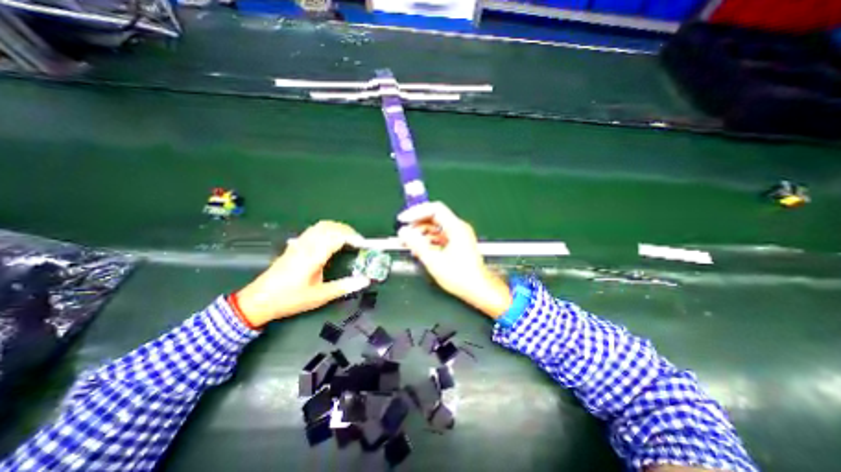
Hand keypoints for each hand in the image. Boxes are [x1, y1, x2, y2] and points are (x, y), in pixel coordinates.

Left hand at [234, 221, 368, 327]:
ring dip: (339, 228)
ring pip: (322, 225)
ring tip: (350, 240)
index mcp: (313, 256)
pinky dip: (329, 229)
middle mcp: (307, 244)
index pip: (337, 236)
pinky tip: (333, 240)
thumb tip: (365, 281)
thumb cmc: (290, 299)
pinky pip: (316, 229)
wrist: (258, 300)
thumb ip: (344, 287)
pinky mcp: (296, 244)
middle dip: (349, 231)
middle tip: (360, 243)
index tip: (365, 245)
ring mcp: (300, 242)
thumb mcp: (319, 296)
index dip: (354, 237)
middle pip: (331, 227)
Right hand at [396, 201, 512, 318]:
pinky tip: (419, 248)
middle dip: (417, 223)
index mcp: (456, 228)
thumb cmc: (460, 276)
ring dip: (421, 232)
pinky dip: (428, 240)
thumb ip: (417, 244)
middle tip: (404, 232)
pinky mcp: (457, 243)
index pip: (434, 209)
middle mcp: (458, 228)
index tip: (403, 219)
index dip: (416, 212)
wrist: (478, 289)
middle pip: (434, 217)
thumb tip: (404, 232)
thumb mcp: (434, 260)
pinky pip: (439, 236)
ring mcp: (458, 235)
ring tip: (408, 242)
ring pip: (436, 227)